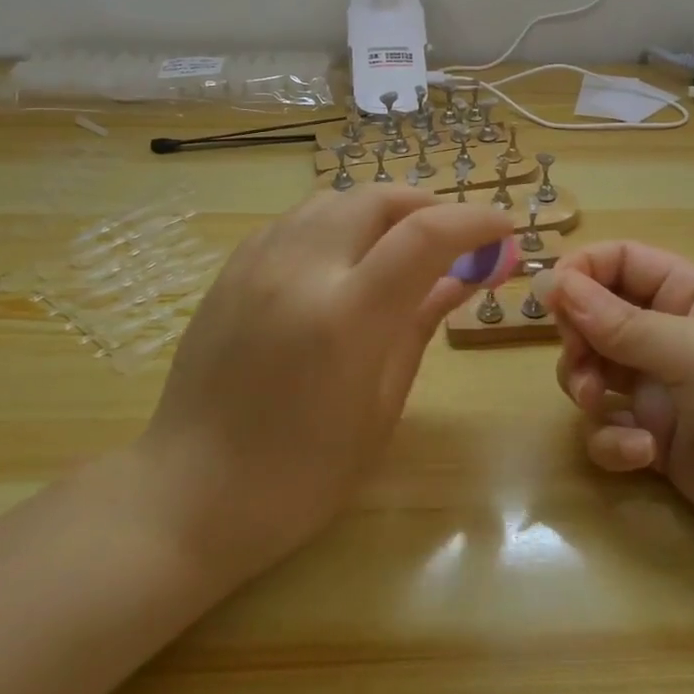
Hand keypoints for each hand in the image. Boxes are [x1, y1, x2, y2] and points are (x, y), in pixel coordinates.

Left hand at [137, 187, 515, 589]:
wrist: (189, 494)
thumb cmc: (302, 474)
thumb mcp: (380, 406)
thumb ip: (422, 324)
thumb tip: (466, 275)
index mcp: (346, 318)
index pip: (425, 236)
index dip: (475, 221)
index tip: (504, 229)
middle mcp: (300, 272)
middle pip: (378, 199)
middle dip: (429, 206)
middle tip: (455, 237)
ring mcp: (258, 264)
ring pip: (335, 199)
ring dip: (382, 209)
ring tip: (402, 243)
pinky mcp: (232, 269)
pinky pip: (298, 219)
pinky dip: (338, 221)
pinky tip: (346, 256)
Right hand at [545, 243, 693, 570]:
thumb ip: (621, 322)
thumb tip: (555, 282)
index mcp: (688, 295)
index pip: (621, 261)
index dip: (582, 272)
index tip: (550, 298)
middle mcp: (669, 334)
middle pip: (596, 316)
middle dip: (579, 339)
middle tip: (581, 363)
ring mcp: (661, 388)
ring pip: (593, 371)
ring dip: (587, 387)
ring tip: (604, 408)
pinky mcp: (655, 439)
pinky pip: (609, 427)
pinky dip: (612, 439)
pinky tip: (641, 456)